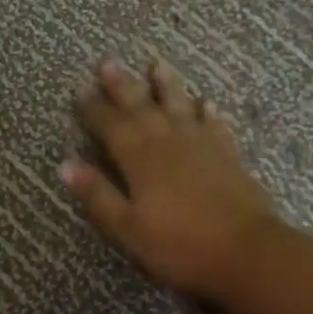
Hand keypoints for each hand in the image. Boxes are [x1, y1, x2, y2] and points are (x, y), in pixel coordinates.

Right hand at [60, 59, 278, 301]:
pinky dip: (208, 111)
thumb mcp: (128, 228)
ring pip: (180, 105)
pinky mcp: (228, 155)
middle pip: (142, 107)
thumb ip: (98, 195)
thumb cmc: (180, 245)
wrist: (246, 251)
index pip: (111, 126)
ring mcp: (202, 145)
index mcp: (140, 159)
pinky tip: (207, 102)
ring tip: (157, 63)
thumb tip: (65, 165)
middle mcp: (169, 142)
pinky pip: (215, 124)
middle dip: (124, 85)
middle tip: (109, 62)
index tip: (81, 89)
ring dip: (167, 85)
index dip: (94, 108)